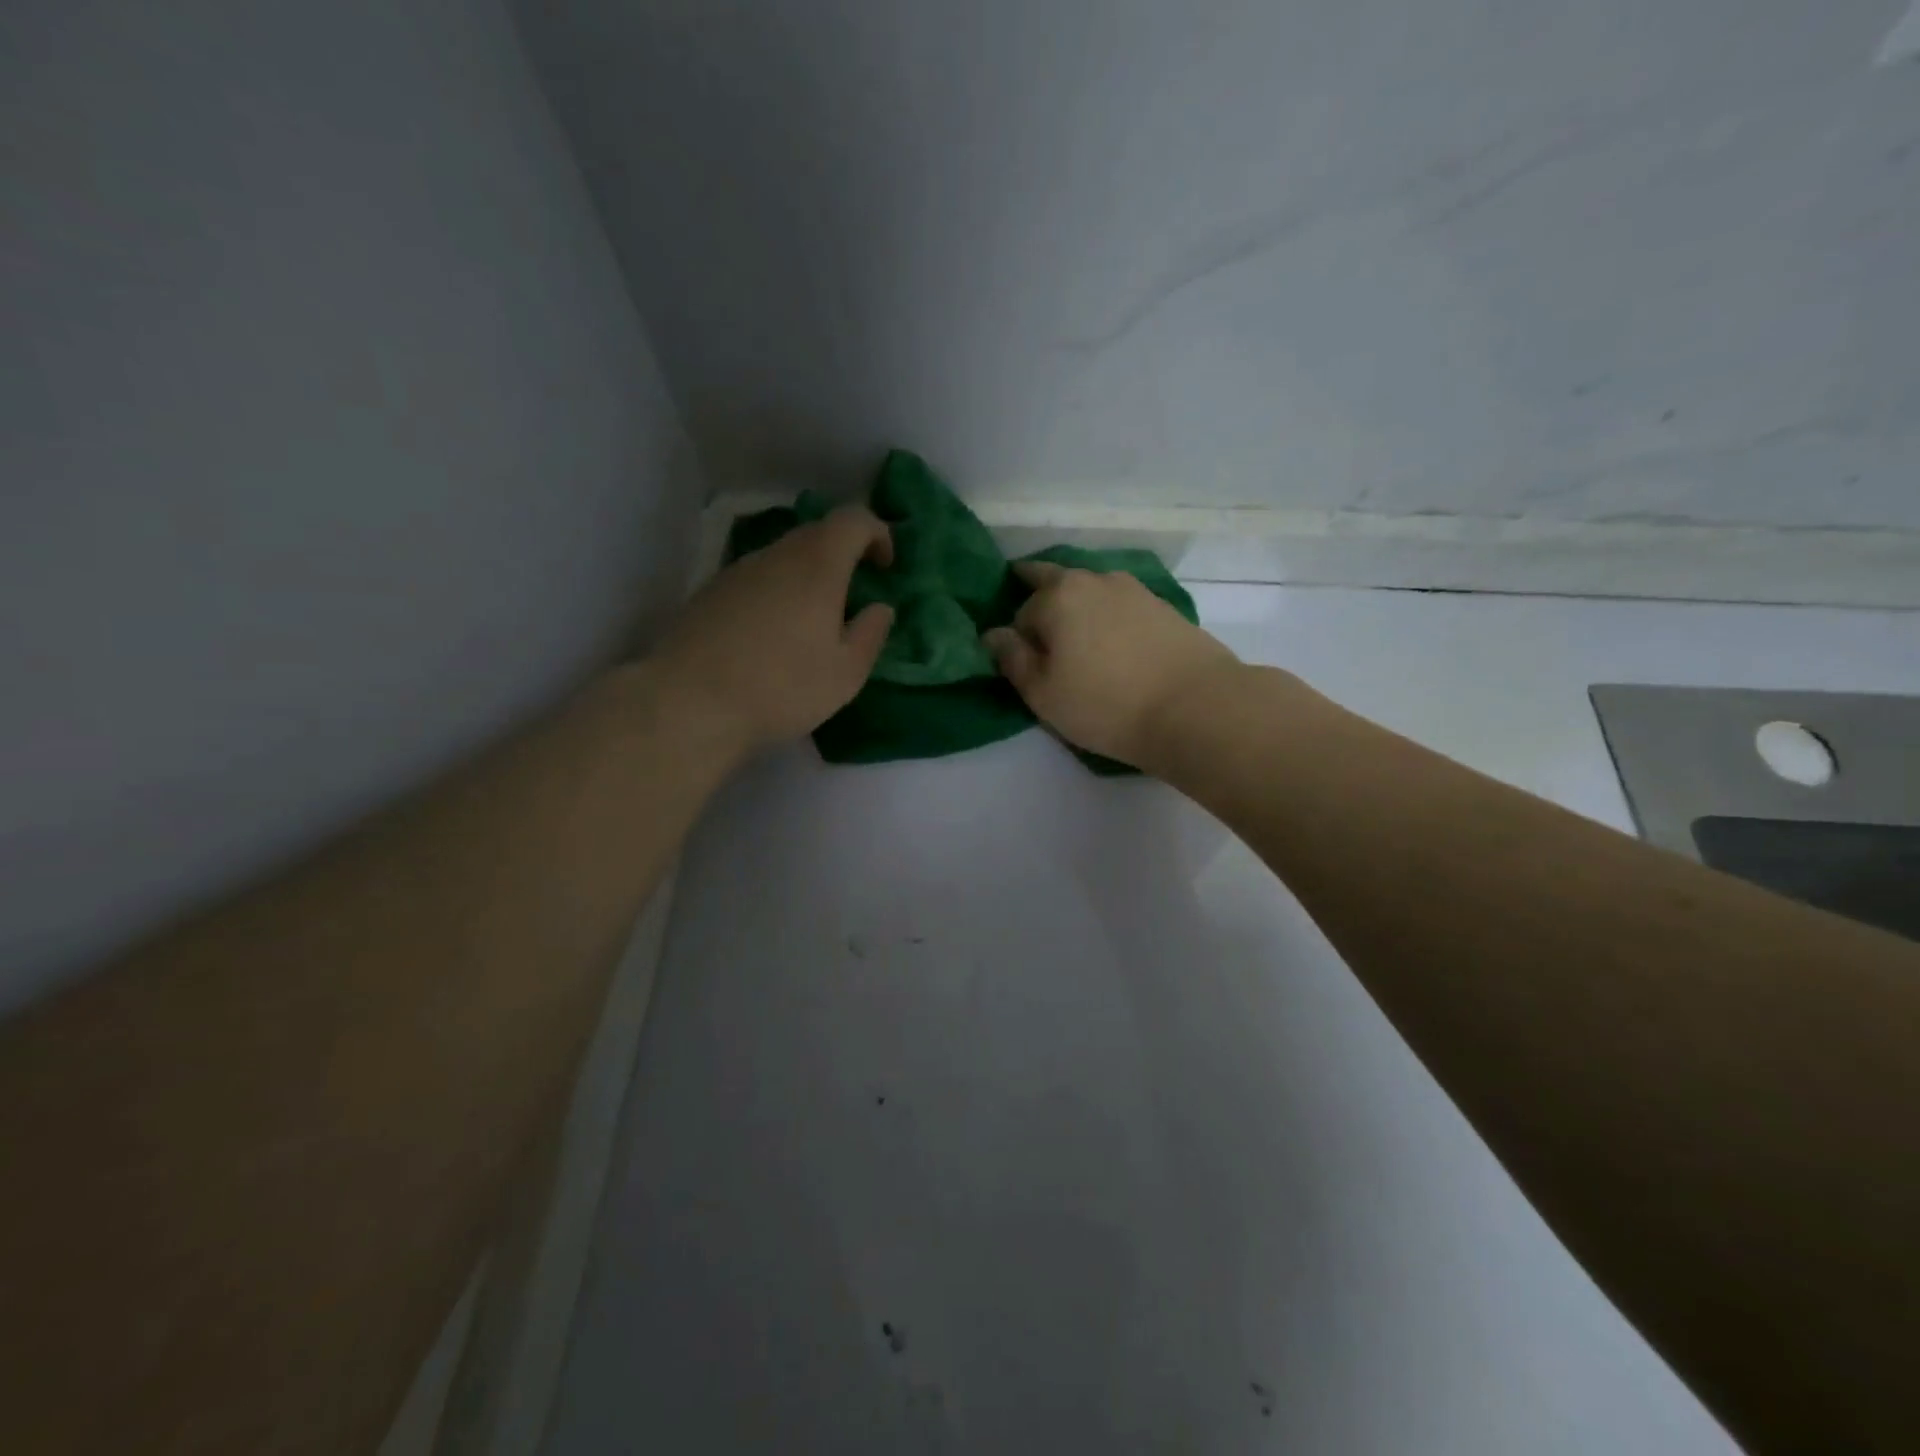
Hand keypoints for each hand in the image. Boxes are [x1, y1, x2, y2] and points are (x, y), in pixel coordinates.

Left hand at [650, 506, 894, 755]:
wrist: (689, 702)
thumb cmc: (782, 686)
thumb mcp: (846, 673)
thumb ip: (871, 634)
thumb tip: (879, 608)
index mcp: (817, 566)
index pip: (853, 519)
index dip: (877, 533)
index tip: (886, 568)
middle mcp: (777, 555)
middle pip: (817, 533)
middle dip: (844, 554)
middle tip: (855, 593)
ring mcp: (738, 571)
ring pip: (784, 556)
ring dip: (808, 575)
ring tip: (814, 620)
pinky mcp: (711, 592)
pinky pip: (758, 578)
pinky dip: (778, 591)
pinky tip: (774, 634)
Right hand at [983, 560, 1239, 769]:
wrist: (1195, 707)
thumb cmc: (1105, 704)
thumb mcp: (1043, 693)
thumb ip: (1012, 660)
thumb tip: (993, 634)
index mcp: (1057, 596)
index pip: (1021, 613)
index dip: (1019, 640)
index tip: (1027, 666)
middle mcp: (1093, 579)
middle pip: (1054, 581)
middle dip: (1040, 597)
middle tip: (1038, 629)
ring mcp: (1133, 589)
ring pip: (1090, 590)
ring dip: (1078, 605)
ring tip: (1077, 637)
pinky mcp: (1163, 606)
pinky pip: (1120, 605)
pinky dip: (1108, 617)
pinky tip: (1113, 642)